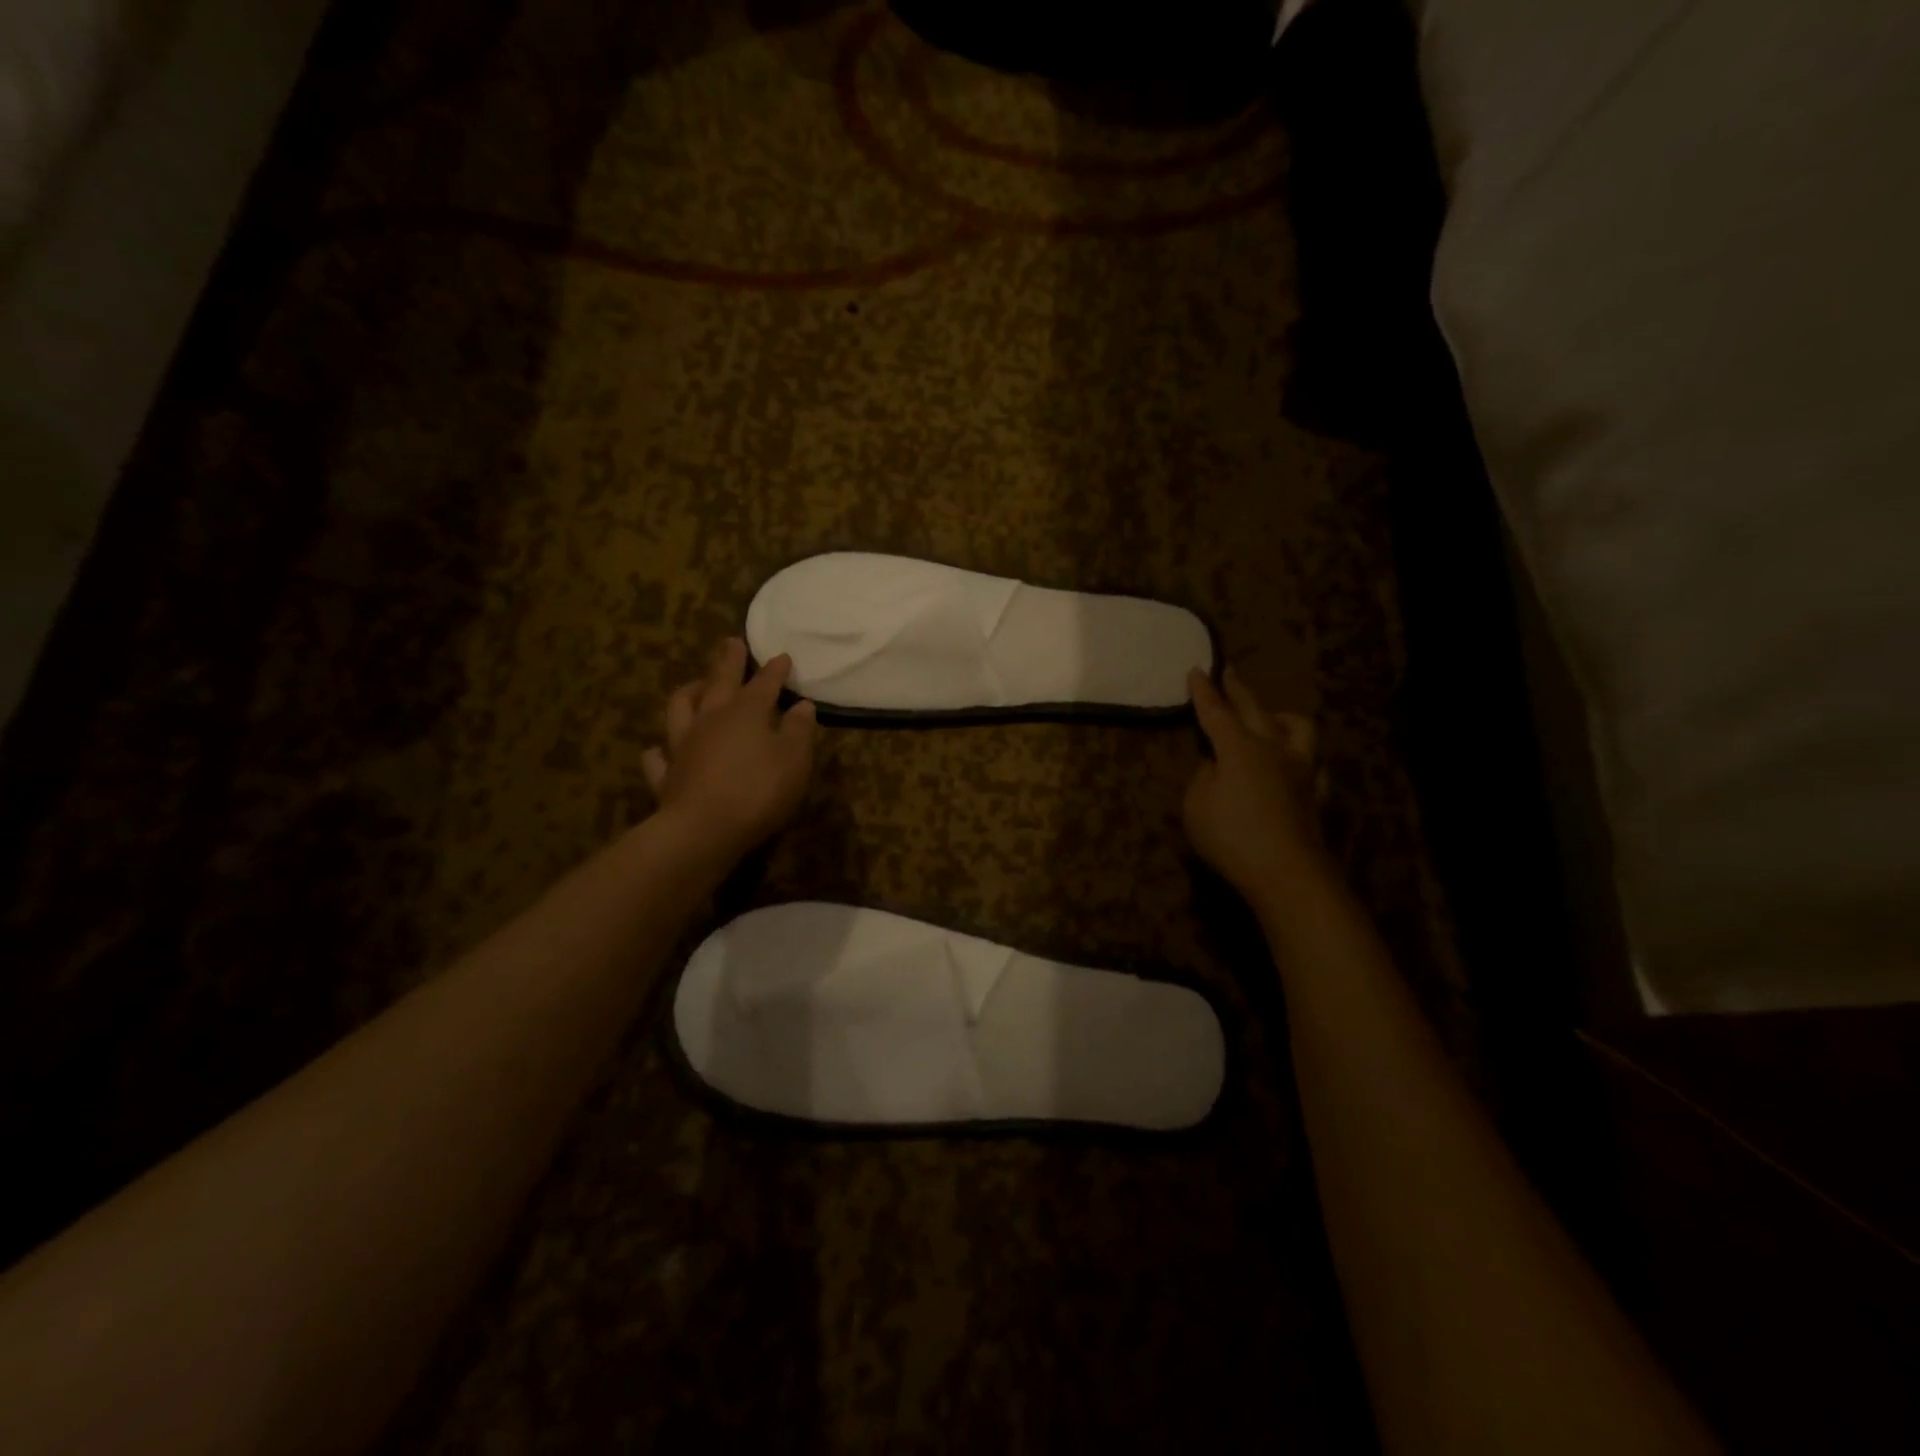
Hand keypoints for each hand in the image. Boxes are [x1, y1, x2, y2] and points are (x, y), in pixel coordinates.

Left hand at [643, 638, 817, 865]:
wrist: (703, 829)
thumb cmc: (759, 790)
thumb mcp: (794, 760)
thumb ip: (798, 731)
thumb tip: (802, 705)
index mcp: (746, 713)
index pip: (763, 684)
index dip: (774, 670)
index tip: (782, 656)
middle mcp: (711, 720)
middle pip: (719, 682)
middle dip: (728, 662)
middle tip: (731, 642)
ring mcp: (683, 746)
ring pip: (680, 709)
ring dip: (689, 693)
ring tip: (694, 685)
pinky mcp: (667, 776)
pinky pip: (658, 758)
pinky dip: (659, 752)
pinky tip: (658, 750)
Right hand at [1184, 666, 1333, 903]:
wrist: (1286, 872)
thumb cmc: (1230, 836)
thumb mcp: (1196, 805)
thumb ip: (1204, 777)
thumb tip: (1216, 763)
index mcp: (1238, 748)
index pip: (1215, 712)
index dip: (1204, 691)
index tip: (1196, 670)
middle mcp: (1272, 748)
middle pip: (1254, 709)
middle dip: (1238, 689)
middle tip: (1229, 671)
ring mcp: (1300, 769)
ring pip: (1297, 728)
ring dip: (1279, 716)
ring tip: (1270, 717)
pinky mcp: (1315, 793)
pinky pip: (1312, 764)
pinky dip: (1300, 756)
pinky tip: (1295, 763)